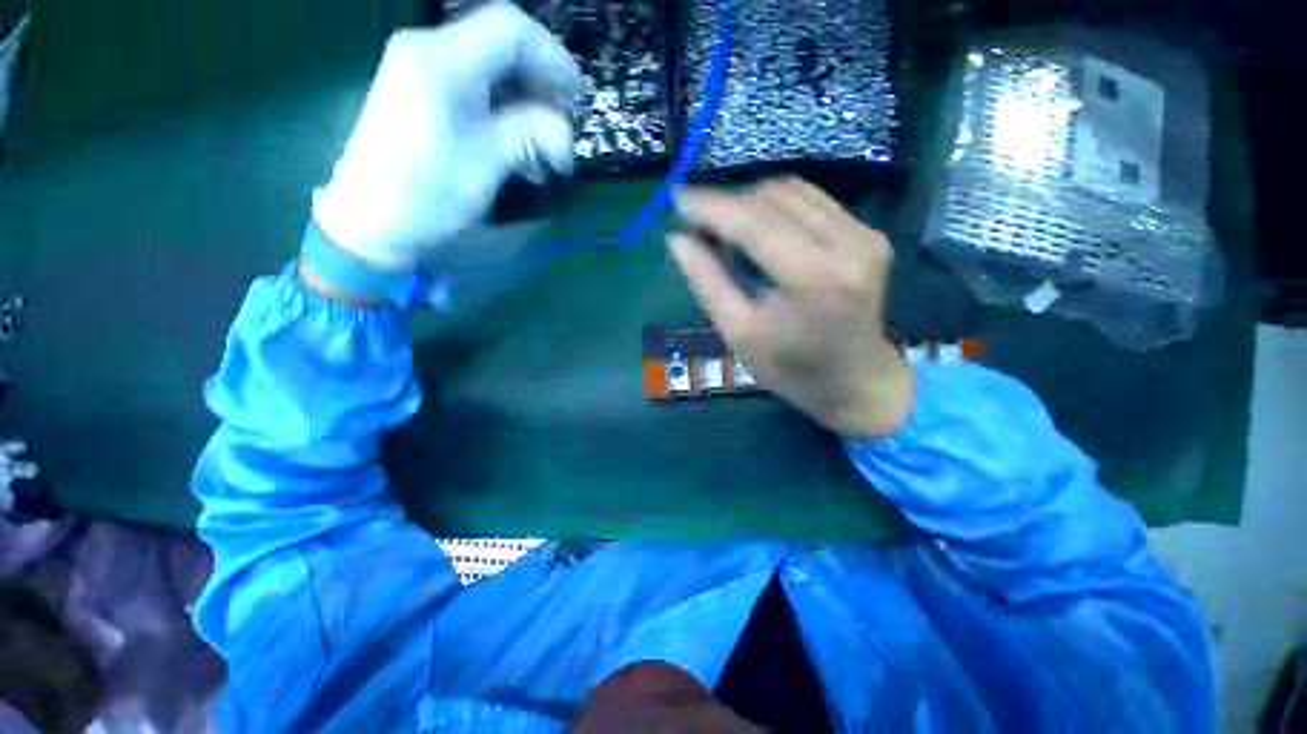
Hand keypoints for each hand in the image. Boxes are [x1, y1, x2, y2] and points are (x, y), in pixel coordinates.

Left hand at [313, 2, 582, 271]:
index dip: (553, 59)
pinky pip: (477, 96)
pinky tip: (521, 158)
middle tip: (564, 132)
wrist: (372, 224)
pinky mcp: (424, 100)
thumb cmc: (430, 192)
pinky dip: (506, 121)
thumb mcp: (489, 162)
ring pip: (493, 76)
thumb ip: (531, 134)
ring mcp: (424, 75)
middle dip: (542, 89)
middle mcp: (430, 52)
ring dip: (528, 112)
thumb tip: (565, 132)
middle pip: (503, 49)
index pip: (510, 29)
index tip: (578, 99)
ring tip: (546, 156)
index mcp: (443, 58)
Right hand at [669, 179, 912, 437]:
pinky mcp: (869, 233)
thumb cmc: (792, 370)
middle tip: (700, 228)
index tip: (676, 198)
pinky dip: (777, 209)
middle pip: (772, 198)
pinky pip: (812, 201)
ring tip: (729, 234)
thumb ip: (707, 282)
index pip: (752, 222)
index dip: (710, 206)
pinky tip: (761, 234)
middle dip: (727, 205)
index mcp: (812, 278)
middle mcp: (846, 244)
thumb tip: (677, 239)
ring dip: (751, 204)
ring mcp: (864, 234)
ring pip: (792, 191)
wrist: (859, 383)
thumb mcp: (739, 333)